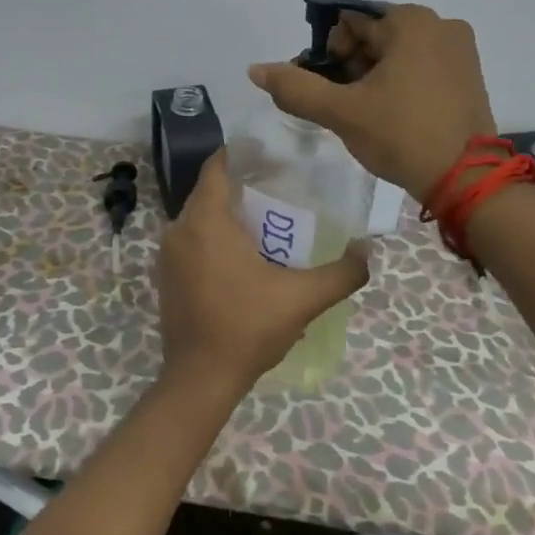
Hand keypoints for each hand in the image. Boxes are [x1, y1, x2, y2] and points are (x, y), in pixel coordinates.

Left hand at [155, 151, 369, 397]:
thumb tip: (367, 250)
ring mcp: (168, 255)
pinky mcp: (166, 276)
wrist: (200, 380)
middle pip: (210, 191)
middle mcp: (179, 229)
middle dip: (242, 184)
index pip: (216, 167)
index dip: (241, 154)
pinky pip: (192, 240)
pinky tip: (243, 255)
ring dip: (228, 213)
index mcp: (205, 222)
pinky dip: (214, 237)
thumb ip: (341, 273)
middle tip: (280, 187)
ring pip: (200, 217)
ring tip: (267, 220)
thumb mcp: (302, 299)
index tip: (271, 155)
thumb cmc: (247, 328)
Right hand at [247, 4, 496, 199]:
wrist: (466, 180)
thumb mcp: (342, 111)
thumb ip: (296, 87)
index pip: (349, 23)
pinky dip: (400, 84)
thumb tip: (255, 69)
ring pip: (397, 54)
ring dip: (373, 78)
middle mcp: (441, 25)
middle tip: (346, 107)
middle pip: (374, 37)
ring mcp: (460, 50)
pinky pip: (421, 68)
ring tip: (368, 116)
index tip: (329, 90)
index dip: (329, 55)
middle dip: (351, 68)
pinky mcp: (469, 76)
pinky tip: (393, 116)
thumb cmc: (402, 135)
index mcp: (411, 21)